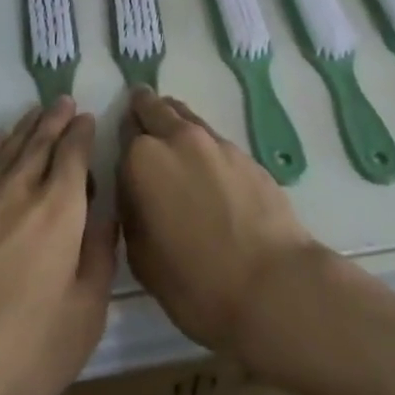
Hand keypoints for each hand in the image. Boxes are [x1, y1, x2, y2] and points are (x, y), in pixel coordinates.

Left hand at [0, 98, 115, 394]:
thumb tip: (106, 218)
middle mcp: (21, 189)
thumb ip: (98, 261)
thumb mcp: (81, 321)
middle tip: (64, 102)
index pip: (74, 155)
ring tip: (36, 113)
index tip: (87, 119)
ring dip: (25, 127)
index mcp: (60, 210)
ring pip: (8, 147)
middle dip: (55, 120)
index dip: (82, 134)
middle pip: (41, 141)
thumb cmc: (17, 353)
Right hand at [117, 88, 323, 359]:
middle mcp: (176, 138)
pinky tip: (206, 170)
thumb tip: (136, 194)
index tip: (124, 154)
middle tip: (140, 119)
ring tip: (172, 139)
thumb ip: (132, 213)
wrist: (273, 286)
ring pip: (184, 116)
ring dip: (173, 121)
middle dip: (144, 112)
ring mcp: (214, 141)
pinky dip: (202, 144)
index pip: (123, 133)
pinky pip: (212, 138)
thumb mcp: (142, 259)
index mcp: (143, 160)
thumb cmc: (197, 283)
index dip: (122, 144)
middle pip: (153, 108)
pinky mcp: (244, 153)